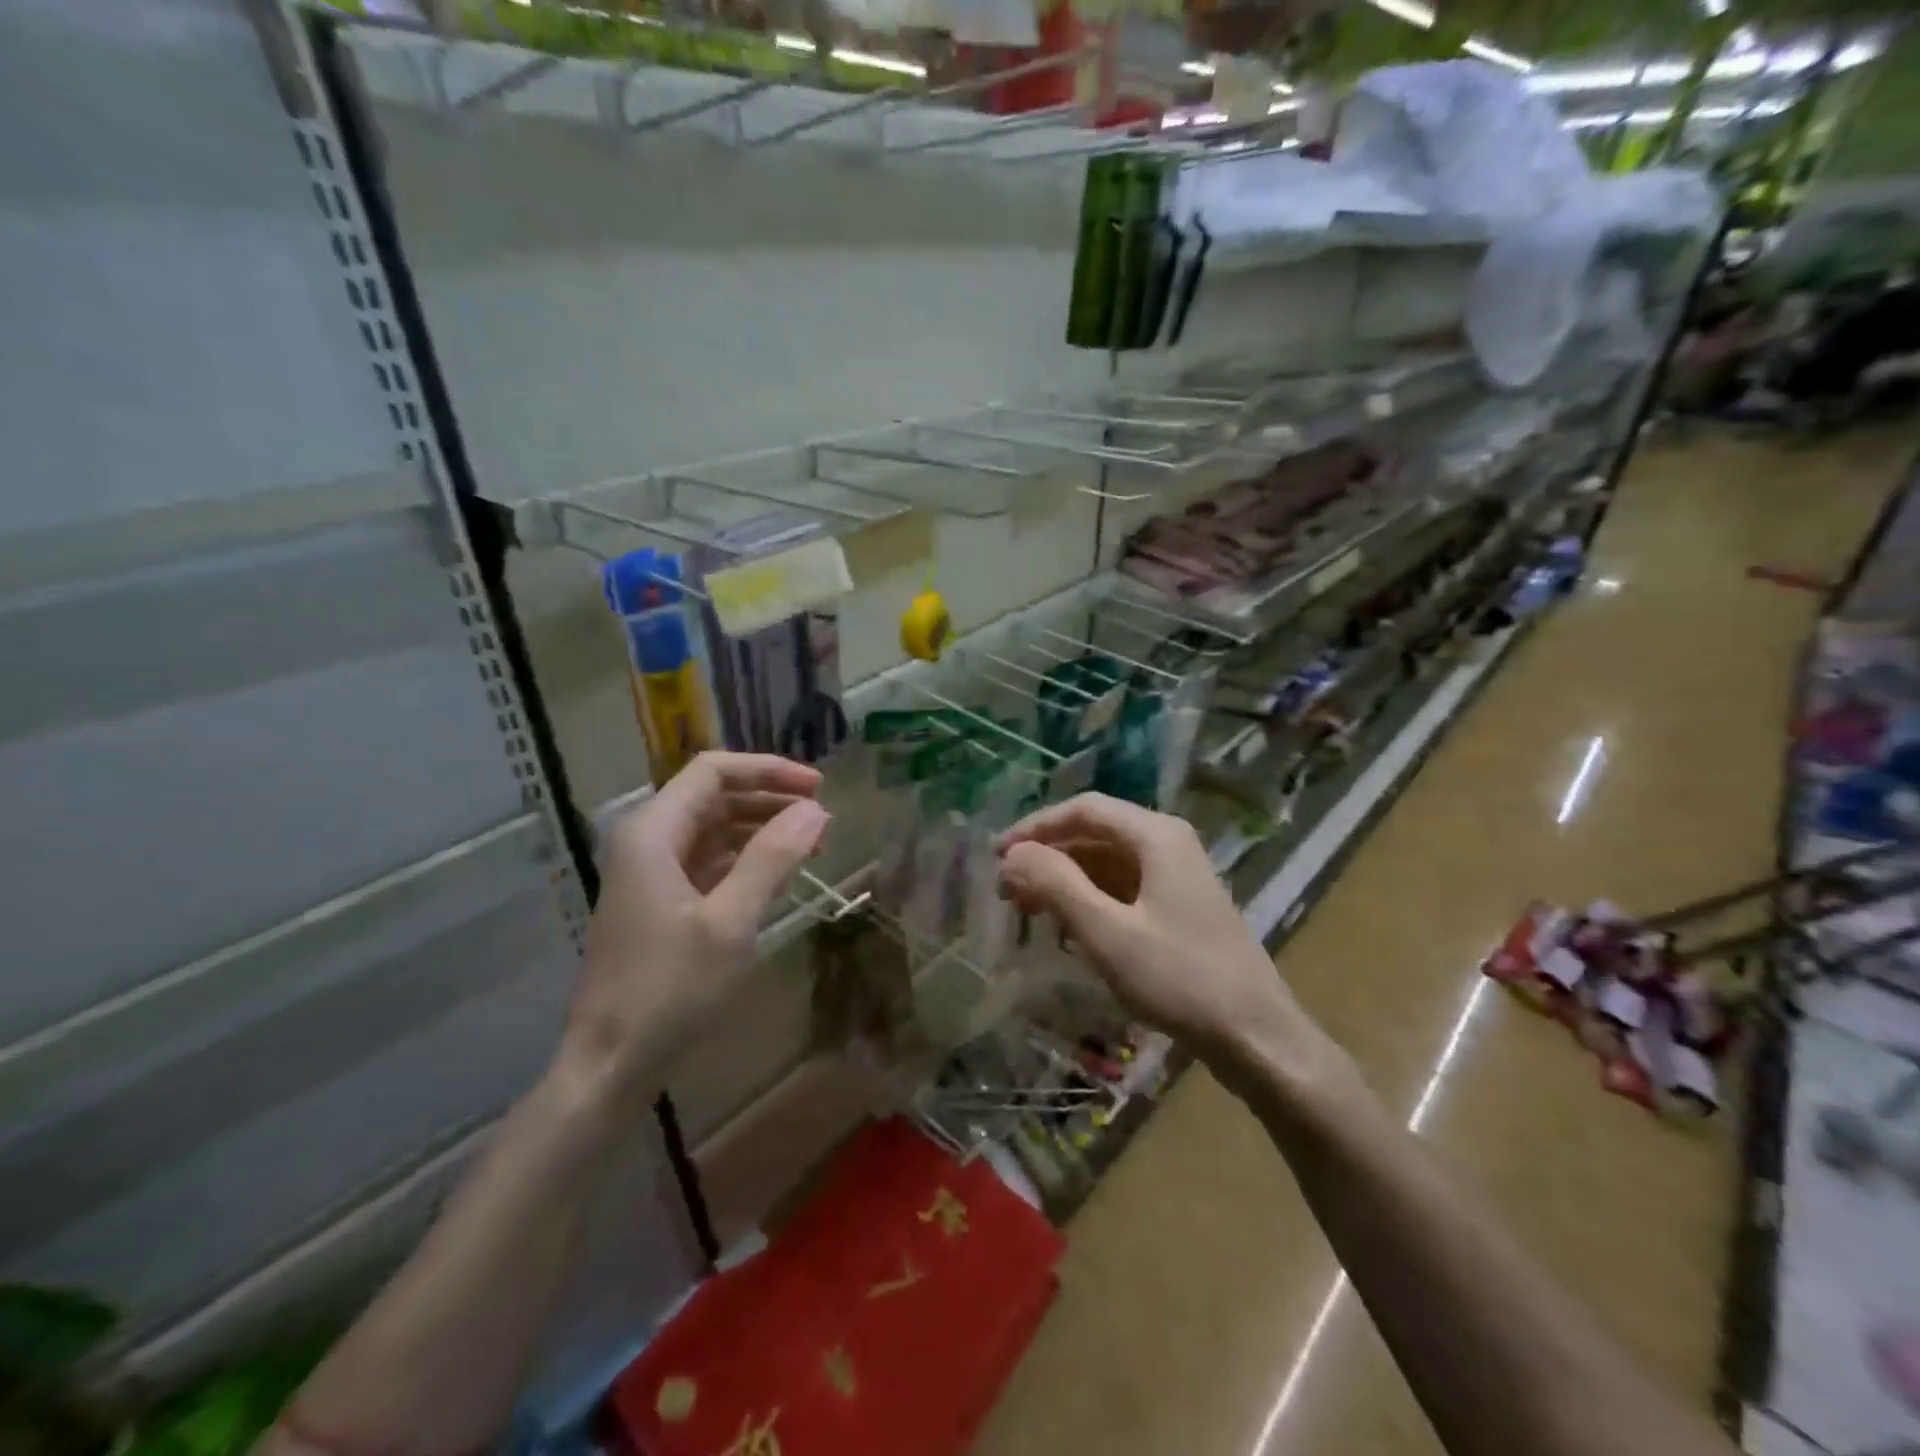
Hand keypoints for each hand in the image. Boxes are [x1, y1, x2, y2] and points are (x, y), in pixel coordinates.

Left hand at [558, 752, 828, 1105]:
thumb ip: (772, 859)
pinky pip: (708, 861)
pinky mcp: (660, 901)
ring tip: (811, 844)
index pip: (713, 771)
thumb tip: (815, 810)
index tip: (818, 787)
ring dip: (761, 829)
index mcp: (652, 832)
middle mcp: (647, 840)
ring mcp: (651, 872)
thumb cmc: (669, 990)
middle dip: (769, 799)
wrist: (610, 1064)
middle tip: (822, 817)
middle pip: (714, 796)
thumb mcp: (730, 922)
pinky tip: (780, 875)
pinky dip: (746, 859)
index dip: (768, 770)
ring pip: (713, 828)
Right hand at [996, 793, 1313, 1071]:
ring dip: (1065, 878)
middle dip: (1048, 856)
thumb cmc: (1179, 978)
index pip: (1083, 809)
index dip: (1035, 827)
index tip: (997, 855)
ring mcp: (1177, 875)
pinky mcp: (1179, 906)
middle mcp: (1167, 843)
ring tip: (1026, 908)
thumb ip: (1056, 885)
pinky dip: (1089, 899)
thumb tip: (1012, 854)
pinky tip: (1066, 926)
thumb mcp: (1107, 932)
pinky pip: (1123, 887)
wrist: (1256, 1035)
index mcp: (1155, 835)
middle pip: (1095, 833)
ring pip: (1107, 861)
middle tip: (1006, 888)